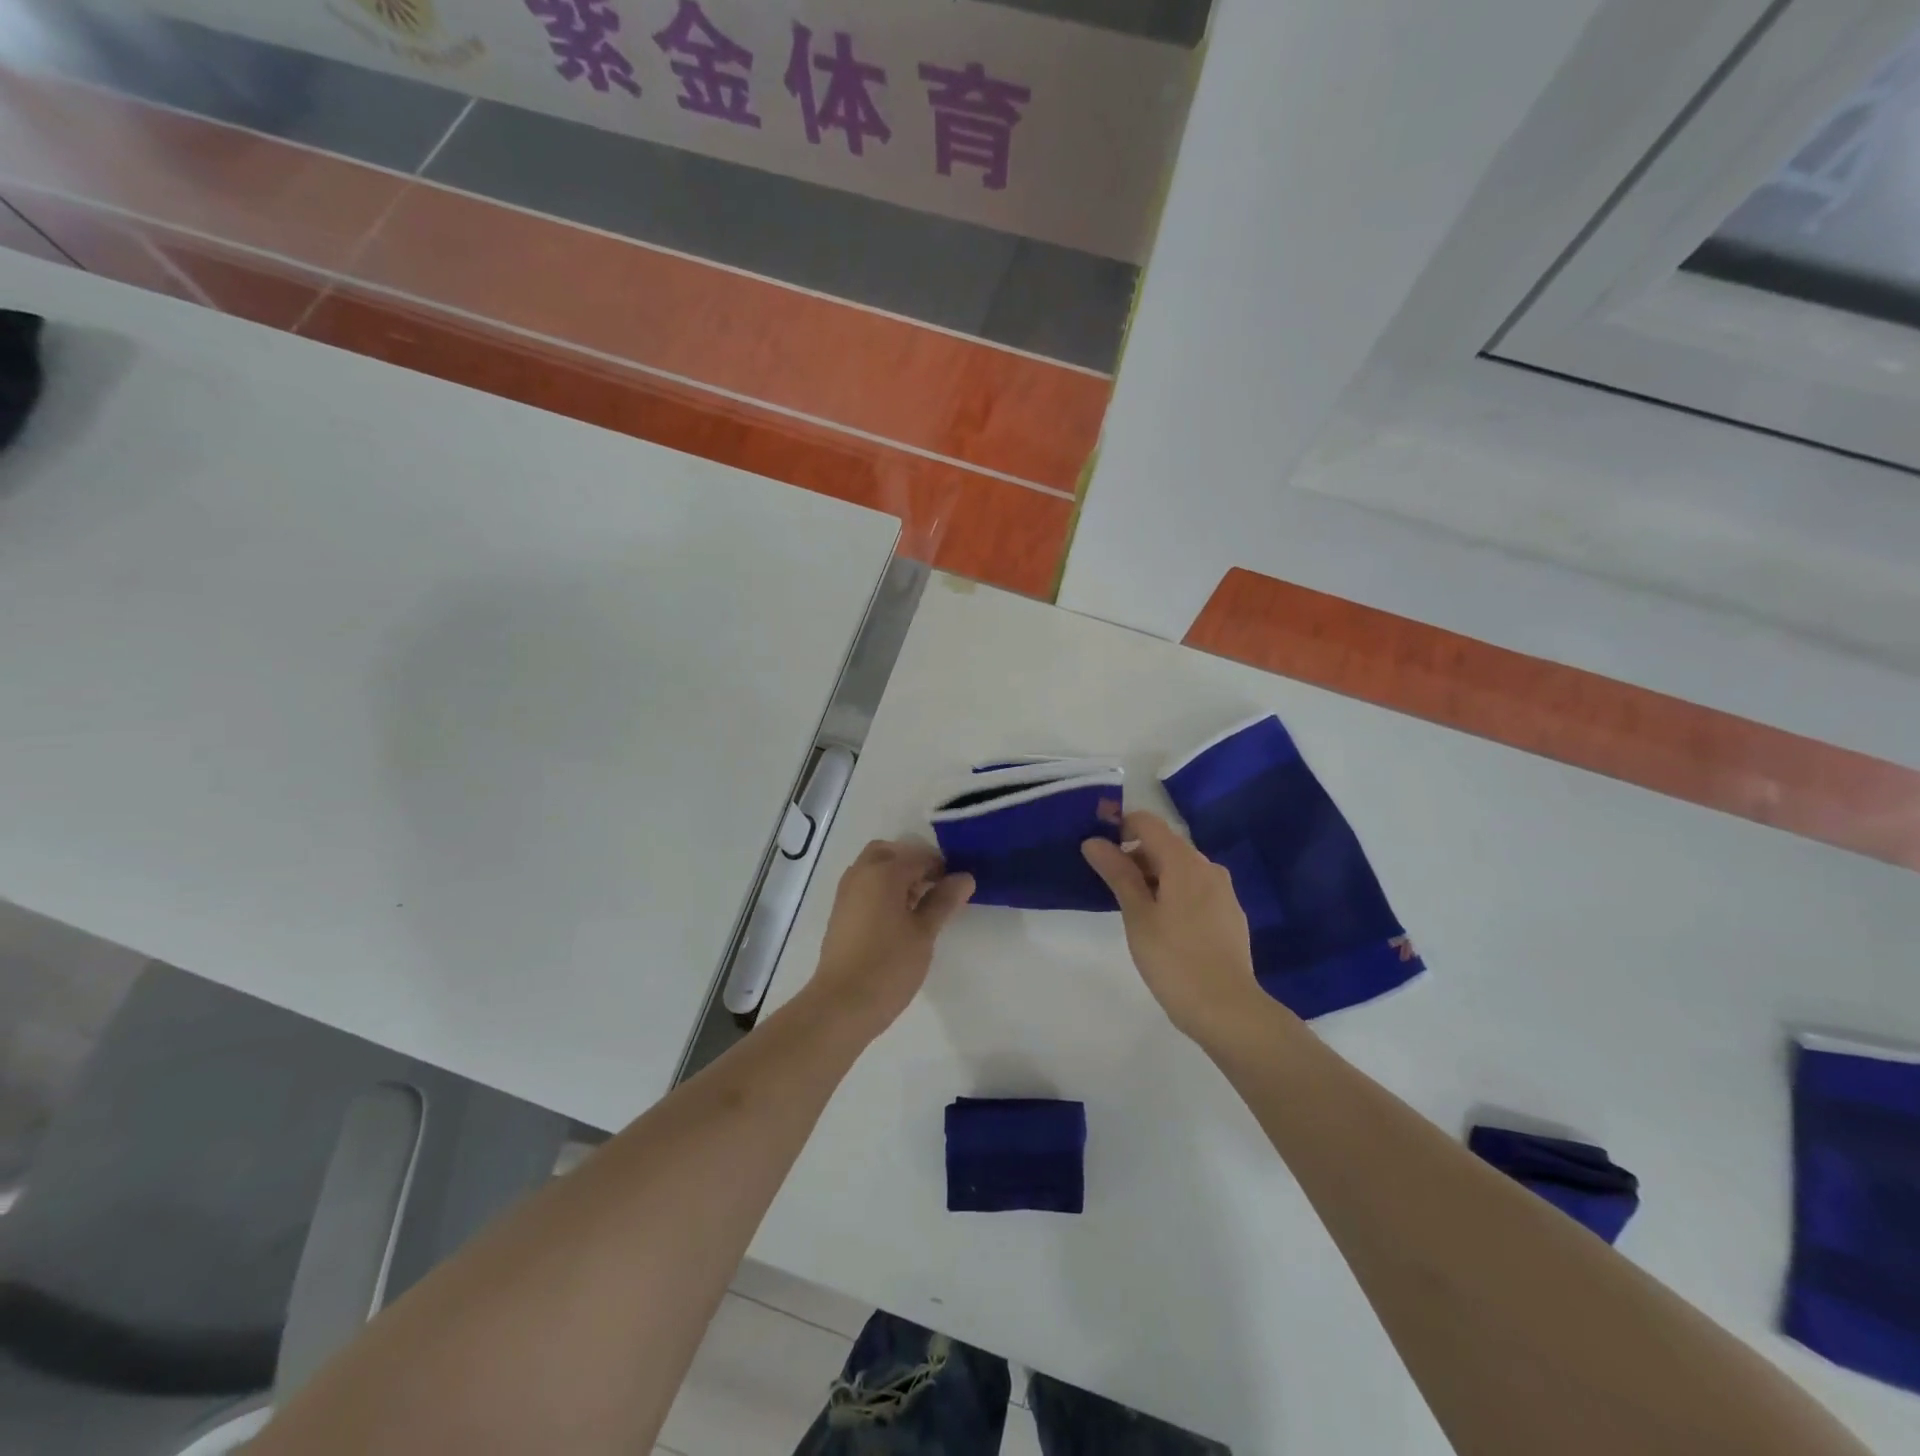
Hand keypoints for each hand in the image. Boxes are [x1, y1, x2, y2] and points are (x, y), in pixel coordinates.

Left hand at [808, 840, 973, 1037]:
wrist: (842, 1004)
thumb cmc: (889, 965)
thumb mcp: (924, 933)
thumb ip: (944, 901)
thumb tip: (965, 877)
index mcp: (883, 873)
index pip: (919, 856)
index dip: (942, 867)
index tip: (958, 886)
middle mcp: (860, 874)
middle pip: (890, 853)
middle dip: (914, 863)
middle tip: (936, 888)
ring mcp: (846, 893)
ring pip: (874, 868)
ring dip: (896, 875)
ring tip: (920, 905)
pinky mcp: (840, 912)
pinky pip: (864, 886)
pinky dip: (882, 889)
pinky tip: (899, 917)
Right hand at [1082, 811, 1267, 1041]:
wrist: (1228, 1010)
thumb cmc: (1174, 960)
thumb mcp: (1138, 915)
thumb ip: (1118, 873)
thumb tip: (1094, 841)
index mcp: (1185, 862)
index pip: (1147, 823)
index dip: (1119, 827)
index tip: (1097, 849)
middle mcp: (1208, 868)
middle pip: (1165, 845)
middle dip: (1134, 856)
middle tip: (1109, 885)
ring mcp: (1223, 892)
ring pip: (1181, 869)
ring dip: (1154, 877)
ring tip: (1133, 909)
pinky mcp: (1230, 915)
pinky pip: (1196, 890)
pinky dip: (1174, 894)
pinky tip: (1163, 926)